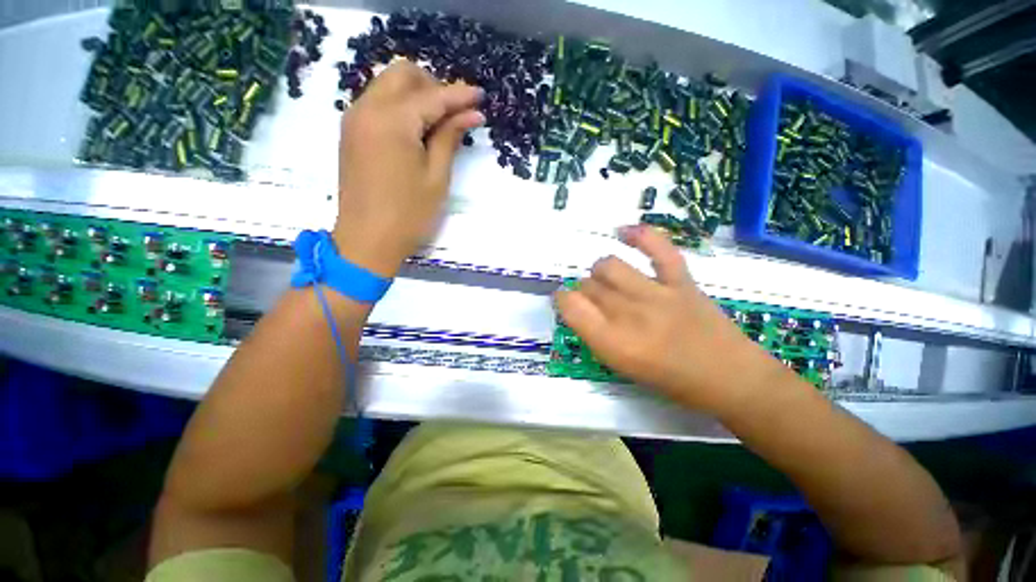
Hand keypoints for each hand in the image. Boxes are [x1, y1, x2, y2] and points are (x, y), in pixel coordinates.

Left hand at [334, 60, 483, 276]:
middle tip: (455, 113)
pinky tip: (417, 131)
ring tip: (439, 124)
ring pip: (388, 86)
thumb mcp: (436, 177)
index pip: (432, 96)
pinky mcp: (351, 133)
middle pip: (402, 74)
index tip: (481, 96)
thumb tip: (471, 114)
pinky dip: (400, 108)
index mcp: (392, 120)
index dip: (459, 95)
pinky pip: (377, 104)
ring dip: (416, 95)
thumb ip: (450, 138)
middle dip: (433, 86)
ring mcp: (354, 119)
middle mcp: (367, 108)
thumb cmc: (408, 214)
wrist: (367, 241)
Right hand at [555, 226, 787, 414]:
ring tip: (609, 279)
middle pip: (588, 286)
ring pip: (609, 266)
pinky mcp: (681, 280)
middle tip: (594, 301)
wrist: (729, 377)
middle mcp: (629, 315)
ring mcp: (656, 293)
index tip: (566, 300)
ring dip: (600, 271)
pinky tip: (624, 232)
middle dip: (583, 290)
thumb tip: (581, 307)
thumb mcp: (623, 367)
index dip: (562, 299)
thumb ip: (597, 335)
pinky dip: (639, 235)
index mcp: (613, 343)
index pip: (571, 307)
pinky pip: (657, 248)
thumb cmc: (671, 380)